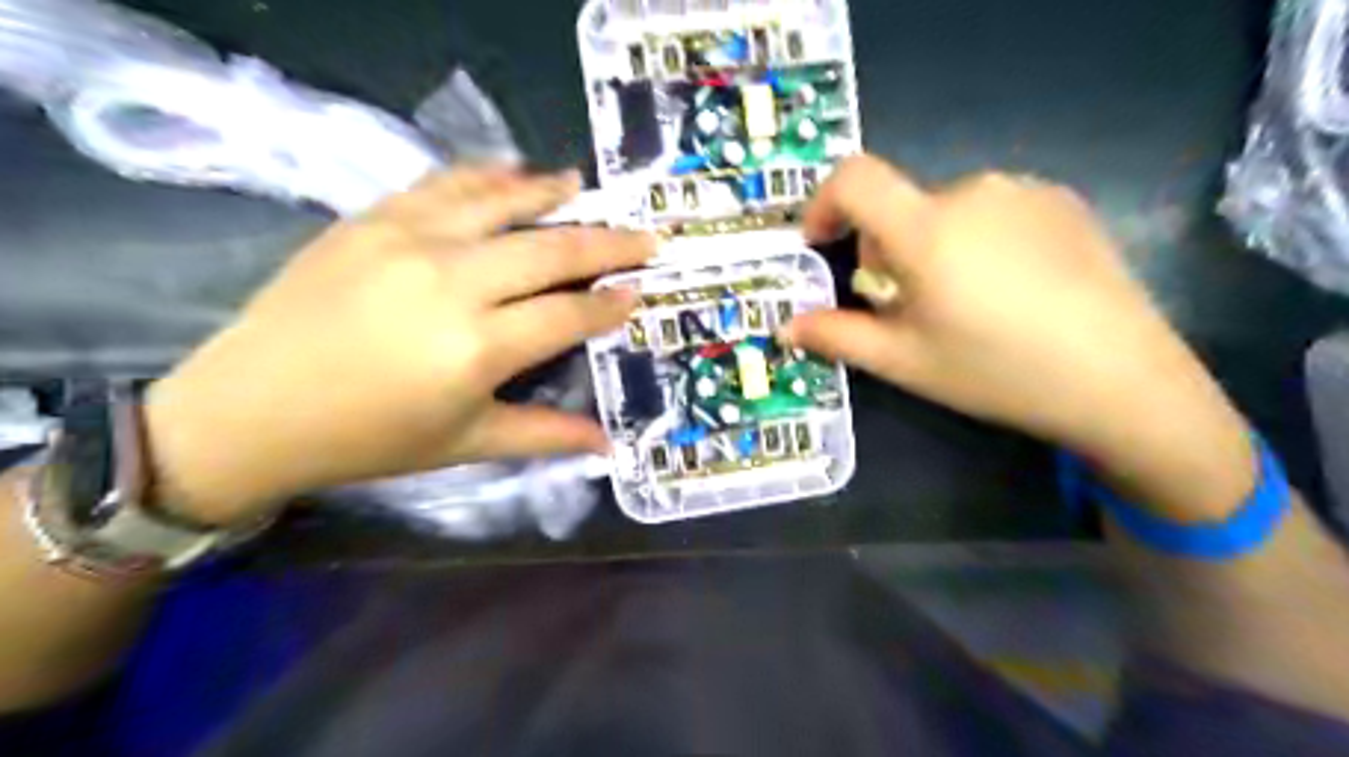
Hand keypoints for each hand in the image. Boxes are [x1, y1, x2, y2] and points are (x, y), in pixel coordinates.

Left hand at [148, 169, 652, 525]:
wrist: (251, 410)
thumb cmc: (368, 439)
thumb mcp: (465, 444)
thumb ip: (545, 435)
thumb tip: (610, 446)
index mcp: (478, 349)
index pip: (568, 314)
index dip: (609, 304)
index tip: (638, 292)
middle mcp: (453, 284)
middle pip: (550, 252)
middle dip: (607, 244)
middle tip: (646, 237)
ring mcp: (409, 241)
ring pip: (502, 203)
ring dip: (551, 193)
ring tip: (585, 186)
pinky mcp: (372, 220)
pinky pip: (443, 185)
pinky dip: (485, 176)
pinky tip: (513, 172)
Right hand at [786, 153, 1258, 518]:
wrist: (1121, 379)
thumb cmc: (996, 371)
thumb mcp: (905, 362)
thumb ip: (838, 336)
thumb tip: (786, 326)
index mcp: (927, 229)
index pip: (854, 178)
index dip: (824, 203)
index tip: (822, 243)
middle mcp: (972, 191)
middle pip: (900, 205)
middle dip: (884, 248)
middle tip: (906, 305)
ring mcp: (1023, 191)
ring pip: (945, 209)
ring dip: (931, 244)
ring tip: (962, 301)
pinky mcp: (1061, 201)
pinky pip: (991, 209)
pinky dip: (976, 238)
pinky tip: (1009, 288)